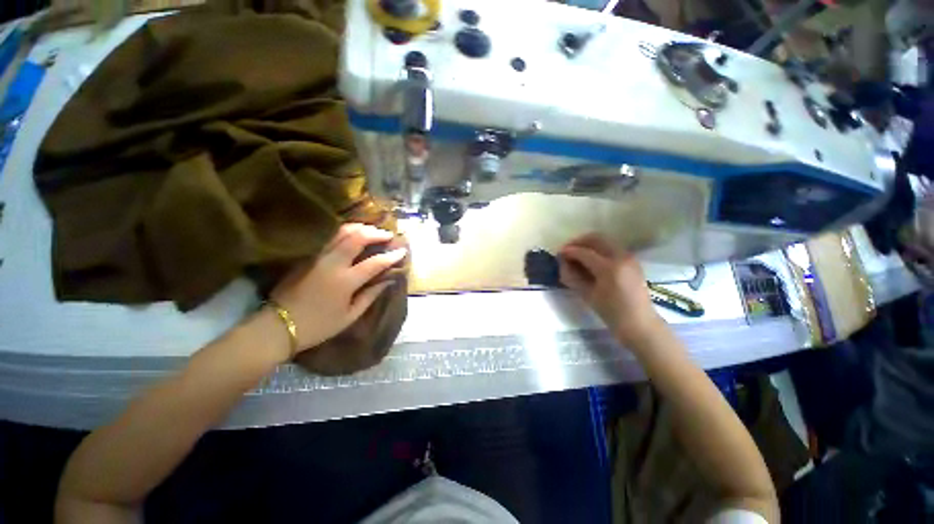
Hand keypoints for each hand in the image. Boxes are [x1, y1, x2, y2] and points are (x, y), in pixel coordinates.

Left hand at [269, 223, 406, 352]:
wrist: (278, 326)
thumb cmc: (319, 325)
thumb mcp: (350, 316)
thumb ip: (371, 295)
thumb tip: (388, 280)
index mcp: (345, 281)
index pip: (375, 263)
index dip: (391, 256)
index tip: (402, 250)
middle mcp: (332, 263)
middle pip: (356, 238)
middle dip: (375, 233)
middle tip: (387, 234)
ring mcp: (317, 256)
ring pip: (340, 232)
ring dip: (359, 228)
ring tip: (372, 230)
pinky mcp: (306, 256)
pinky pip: (328, 236)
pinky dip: (344, 231)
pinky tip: (352, 234)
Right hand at [558, 234, 663, 346]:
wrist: (640, 323)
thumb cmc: (611, 313)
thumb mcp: (587, 295)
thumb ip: (573, 277)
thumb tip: (563, 263)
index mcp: (609, 268)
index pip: (584, 252)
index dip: (569, 251)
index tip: (558, 253)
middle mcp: (621, 257)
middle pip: (596, 238)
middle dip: (579, 241)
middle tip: (567, 249)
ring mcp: (629, 257)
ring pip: (605, 240)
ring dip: (589, 244)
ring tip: (577, 254)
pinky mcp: (632, 261)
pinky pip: (612, 247)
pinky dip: (599, 248)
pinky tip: (591, 259)